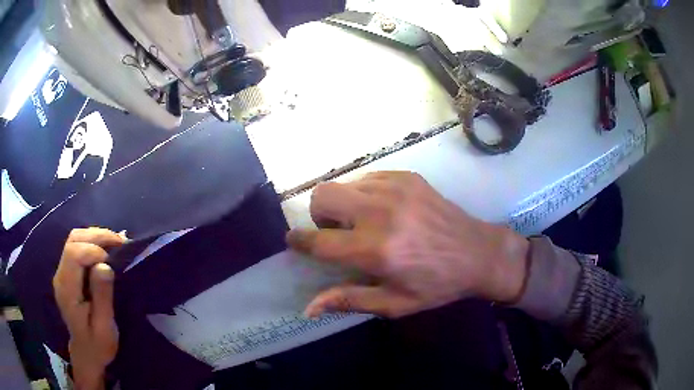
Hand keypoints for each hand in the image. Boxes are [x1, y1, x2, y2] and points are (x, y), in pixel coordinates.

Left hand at [53, 228, 125, 389]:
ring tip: (116, 244)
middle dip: (97, 236)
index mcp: (67, 289)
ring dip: (96, 236)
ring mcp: (63, 271)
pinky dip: (93, 242)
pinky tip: (107, 250)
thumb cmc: (98, 345)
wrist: (86, 352)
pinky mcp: (68, 271)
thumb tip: (104, 265)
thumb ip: (102, 297)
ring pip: (75, 238)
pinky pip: (78, 246)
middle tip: (120, 243)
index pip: (73, 253)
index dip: (93, 250)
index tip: (112, 264)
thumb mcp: (104, 328)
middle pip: (73, 239)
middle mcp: (61, 275)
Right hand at [287, 172, 528, 318]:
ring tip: (362, 222)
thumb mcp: (394, 304)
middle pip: (322, 195)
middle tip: (336, 232)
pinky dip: (363, 194)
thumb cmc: (437, 285)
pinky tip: (383, 210)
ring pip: (342, 183)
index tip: (293, 241)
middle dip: (318, 215)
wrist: (478, 253)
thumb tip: (308, 308)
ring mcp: (394, 188)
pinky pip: (366, 178)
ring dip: (341, 204)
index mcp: (375, 249)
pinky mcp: (407, 177)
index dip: (299, 241)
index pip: (318, 240)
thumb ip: (348, 301)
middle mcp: (379, 212)